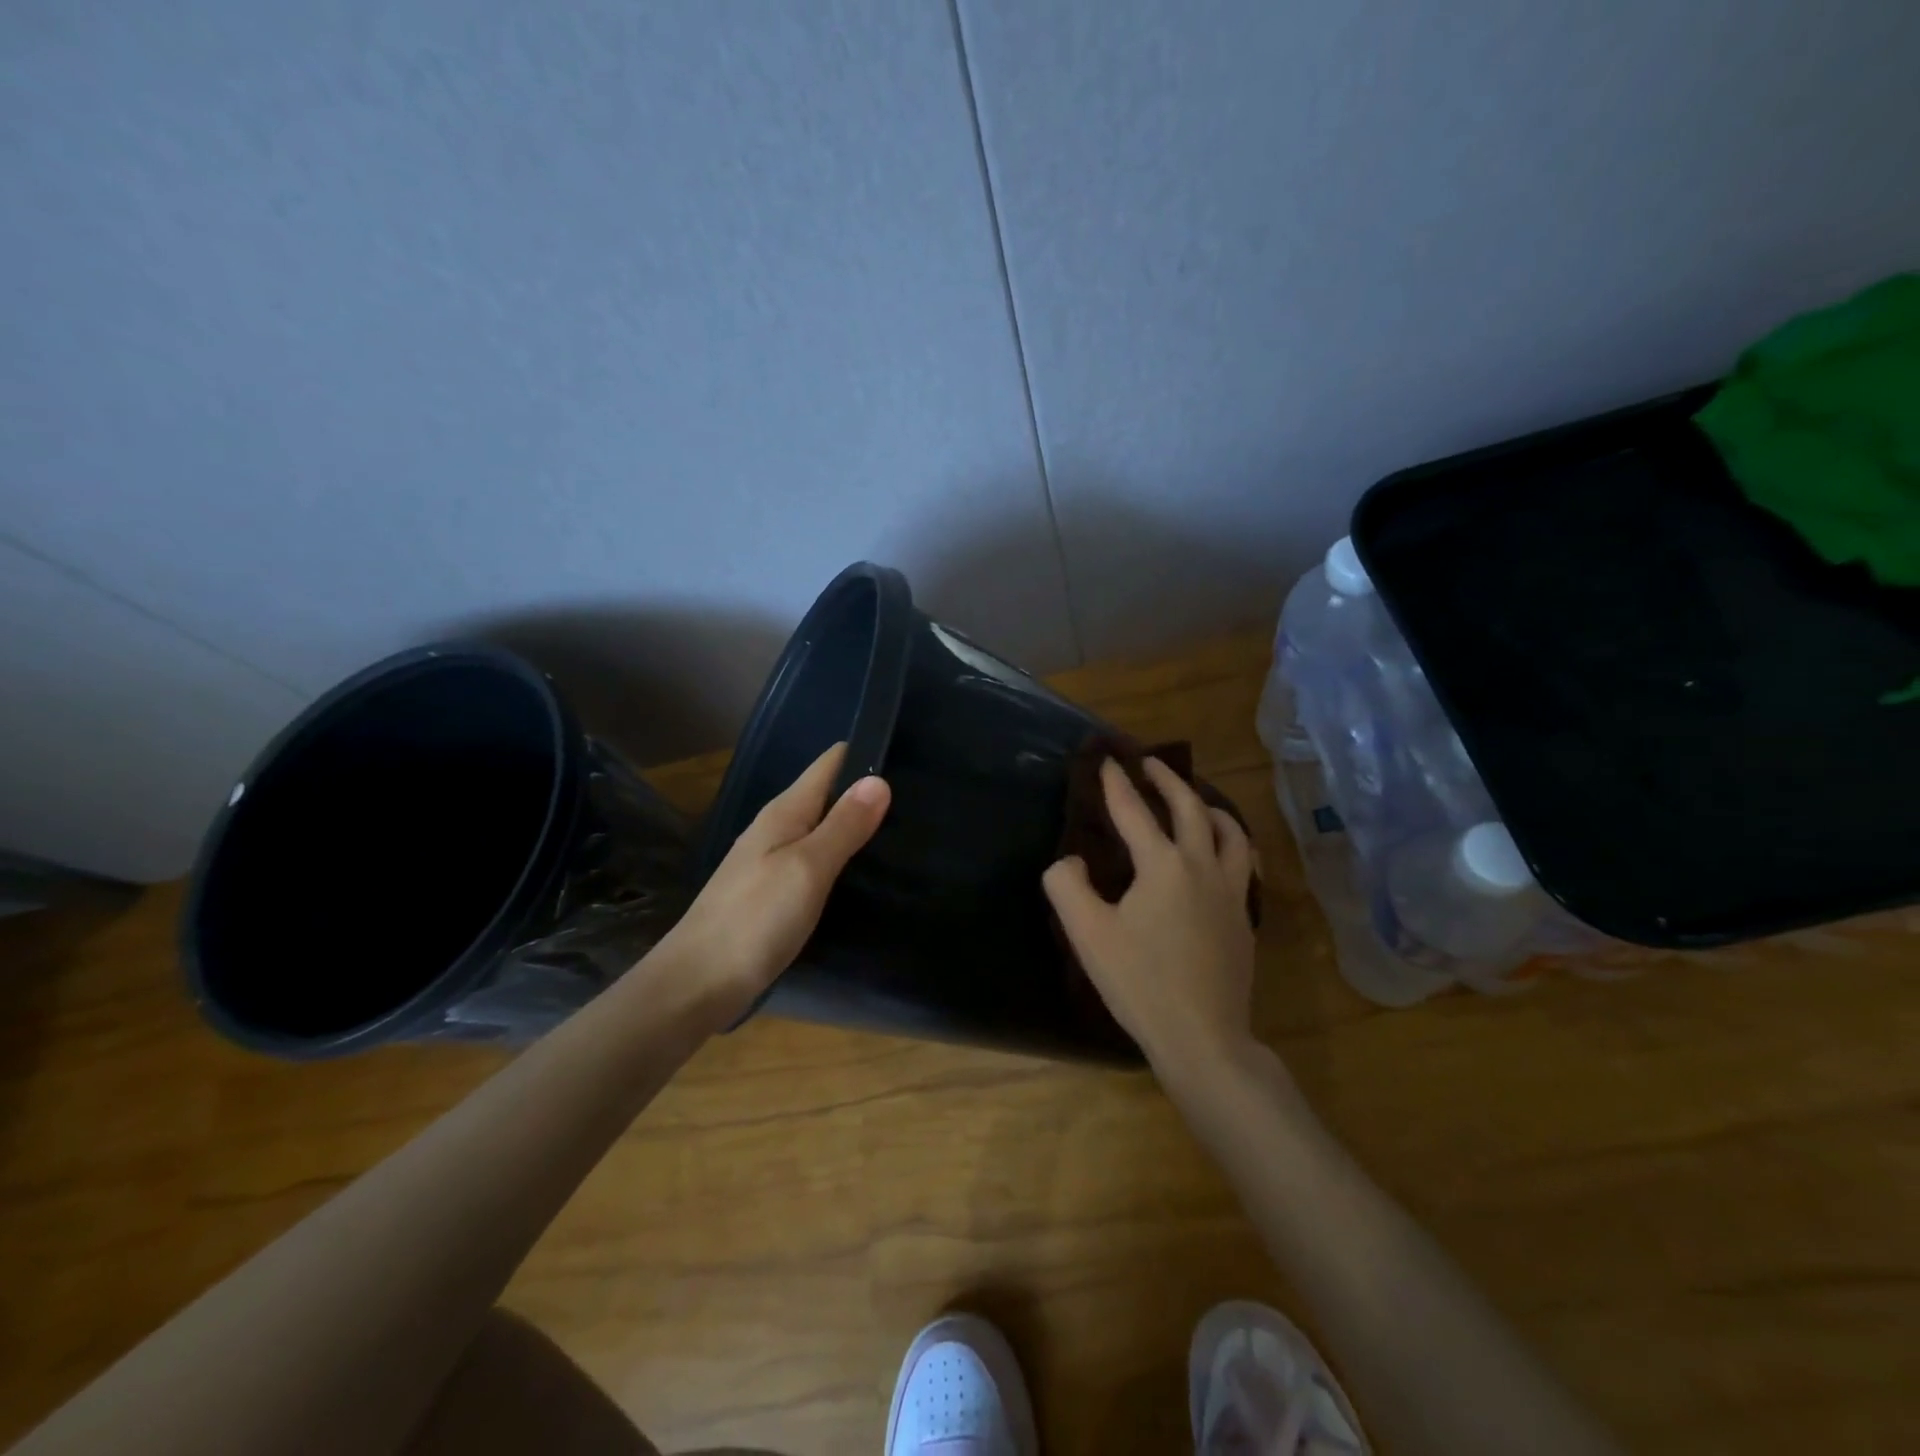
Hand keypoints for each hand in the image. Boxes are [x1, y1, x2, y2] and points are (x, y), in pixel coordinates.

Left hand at [656, 743, 889, 1027]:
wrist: (696, 984)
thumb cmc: (754, 921)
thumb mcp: (807, 869)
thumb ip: (843, 826)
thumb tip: (878, 779)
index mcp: (783, 813)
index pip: (829, 764)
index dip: (863, 754)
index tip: (907, 757)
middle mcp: (775, 829)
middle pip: (826, 795)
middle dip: (865, 792)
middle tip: (918, 799)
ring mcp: (769, 862)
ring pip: (819, 828)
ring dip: (853, 826)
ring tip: (901, 831)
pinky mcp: (770, 893)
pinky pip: (813, 860)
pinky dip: (838, 857)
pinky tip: (861, 873)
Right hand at [1044, 758, 1258, 1081]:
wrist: (1203, 1037)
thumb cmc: (1140, 983)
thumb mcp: (1088, 934)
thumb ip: (1067, 886)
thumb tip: (1071, 860)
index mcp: (1163, 866)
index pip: (1134, 812)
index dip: (1117, 784)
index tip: (1108, 760)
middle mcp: (1202, 867)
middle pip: (1190, 809)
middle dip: (1169, 780)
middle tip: (1151, 763)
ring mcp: (1230, 893)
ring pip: (1230, 832)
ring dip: (1210, 807)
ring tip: (1195, 801)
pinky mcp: (1243, 918)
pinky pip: (1242, 863)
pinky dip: (1230, 843)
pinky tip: (1222, 854)